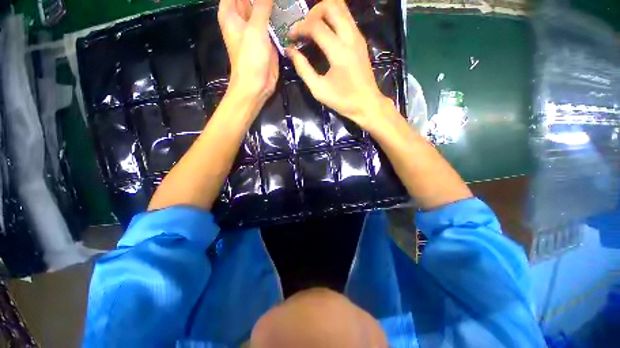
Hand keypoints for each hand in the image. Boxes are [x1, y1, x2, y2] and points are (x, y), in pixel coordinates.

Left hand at [218, 0, 278, 107]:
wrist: (257, 85)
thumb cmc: (250, 57)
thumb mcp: (255, 27)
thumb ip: (262, 5)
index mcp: (231, 11)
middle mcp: (242, 16)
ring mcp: (256, 27)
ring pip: (264, 7)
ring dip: (274, 5)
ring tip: (288, 2)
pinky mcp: (267, 38)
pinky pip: (273, 22)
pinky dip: (280, 17)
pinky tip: (290, 11)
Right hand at [286, 0, 387, 129]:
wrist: (367, 104)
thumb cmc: (343, 101)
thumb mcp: (319, 89)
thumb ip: (303, 68)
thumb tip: (290, 51)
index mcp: (339, 52)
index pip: (316, 26)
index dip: (299, 27)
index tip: (290, 37)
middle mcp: (350, 37)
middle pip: (331, 5)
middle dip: (312, 12)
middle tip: (304, 28)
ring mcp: (358, 36)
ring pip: (341, 7)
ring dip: (323, 12)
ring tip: (312, 28)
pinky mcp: (361, 40)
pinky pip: (346, 18)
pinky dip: (332, 19)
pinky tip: (325, 33)